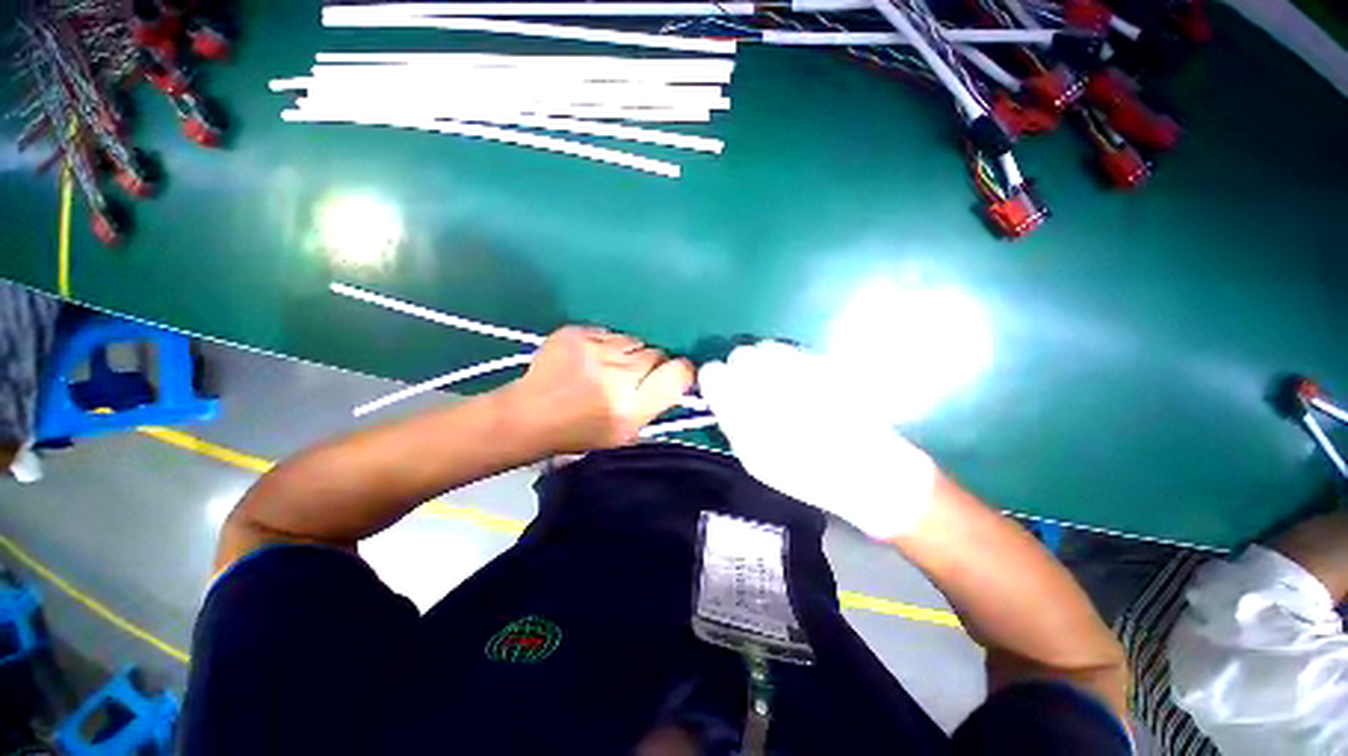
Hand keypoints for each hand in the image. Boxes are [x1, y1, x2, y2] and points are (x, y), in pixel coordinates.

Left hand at [502, 326, 693, 454]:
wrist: (529, 415)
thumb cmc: (580, 431)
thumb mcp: (625, 432)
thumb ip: (654, 404)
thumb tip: (675, 377)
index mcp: (631, 406)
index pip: (678, 373)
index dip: (681, 371)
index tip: (672, 375)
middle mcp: (617, 374)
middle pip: (656, 353)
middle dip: (650, 364)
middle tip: (631, 377)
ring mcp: (594, 349)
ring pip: (632, 340)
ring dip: (627, 352)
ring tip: (607, 366)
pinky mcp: (575, 332)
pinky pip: (608, 333)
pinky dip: (605, 344)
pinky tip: (590, 358)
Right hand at [698, 341, 936, 538]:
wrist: (864, 469)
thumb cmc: (802, 472)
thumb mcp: (752, 457)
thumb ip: (731, 422)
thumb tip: (721, 399)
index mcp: (743, 402)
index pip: (713, 372)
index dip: (716, 382)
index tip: (723, 392)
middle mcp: (766, 375)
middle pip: (740, 354)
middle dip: (742, 370)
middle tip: (754, 391)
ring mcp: (797, 364)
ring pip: (767, 348)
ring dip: (767, 364)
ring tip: (781, 387)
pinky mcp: (823, 360)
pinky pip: (795, 353)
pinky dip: (792, 365)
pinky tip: (805, 387)